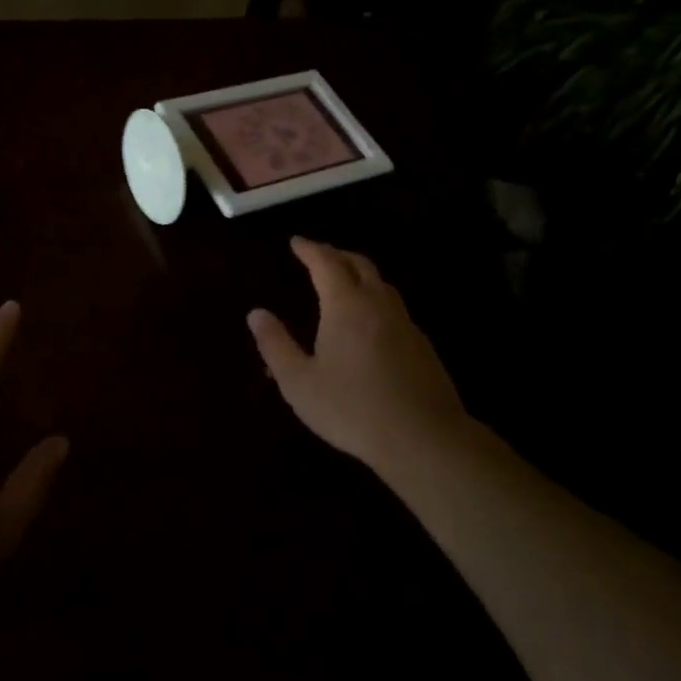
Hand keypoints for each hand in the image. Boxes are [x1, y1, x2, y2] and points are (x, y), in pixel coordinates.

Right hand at [248, 239, 480, 477]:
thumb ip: (275, 345)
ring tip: (344, 283)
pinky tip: (370, 324)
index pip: (326, 262)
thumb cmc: (352, 409)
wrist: (424, 439)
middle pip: (359, 265)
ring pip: (382, 285)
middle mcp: (378, 304)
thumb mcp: (299, 382)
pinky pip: (394, 309)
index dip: (310, 249)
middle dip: (337, 255)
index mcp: (346, 305)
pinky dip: (376, 300)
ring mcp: (405, 324)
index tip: (296, 242)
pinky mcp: (422, 346)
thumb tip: (256, 313)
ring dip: (360, 275)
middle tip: (319, 256)